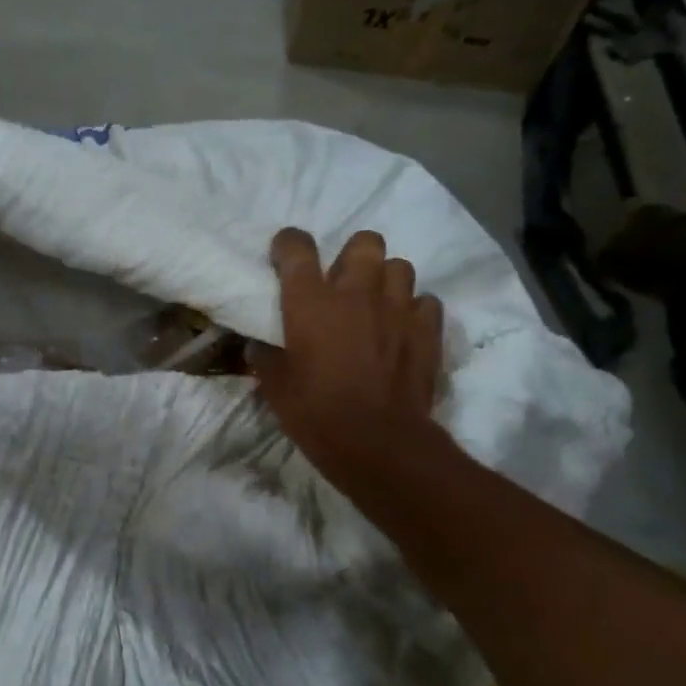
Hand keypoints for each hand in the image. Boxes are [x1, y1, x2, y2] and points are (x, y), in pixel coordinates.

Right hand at [251, 228, 446, 489]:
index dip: (288, 244)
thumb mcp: (275, 387)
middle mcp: (356, 292)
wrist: (378, 443)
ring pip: (399, 266)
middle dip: (352, 256)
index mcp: (311, 301)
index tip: (283, 256)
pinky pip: (425, 302)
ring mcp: (397, 308)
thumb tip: (259, 346)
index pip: (297, 247)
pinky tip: (402, 329)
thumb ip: (266, 358)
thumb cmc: (316, 412)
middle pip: (364, 242)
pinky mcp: (427, 330)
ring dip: (385, 280)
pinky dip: (413, 310)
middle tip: (341, 283)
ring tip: (375, 304)